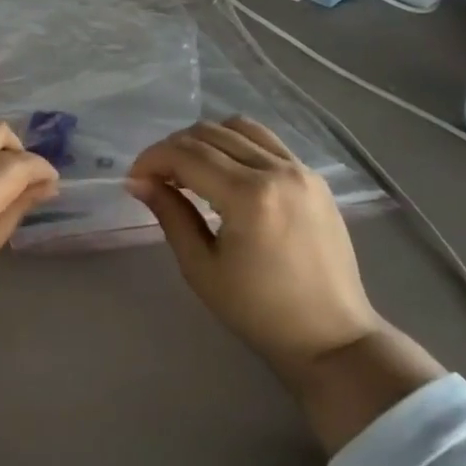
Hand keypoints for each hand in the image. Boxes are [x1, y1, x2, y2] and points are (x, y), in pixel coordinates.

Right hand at [128, 118, 442, 455]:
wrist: (332, 338)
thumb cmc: (260, 312)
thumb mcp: (202, 268)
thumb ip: (170, 215)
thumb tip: (138, 182)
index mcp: (248, 196)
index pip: (186, 155)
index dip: (152, 159)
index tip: (134, 179)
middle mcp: (276, 170)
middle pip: (209, 134)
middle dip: (173, 149)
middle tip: (155, 177)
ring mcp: (300, 169)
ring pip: (238, 128)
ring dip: (204, 140)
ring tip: (189, 169)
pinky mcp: (313, 177)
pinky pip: (265, 141)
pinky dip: (236, 144)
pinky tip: (224, 170)